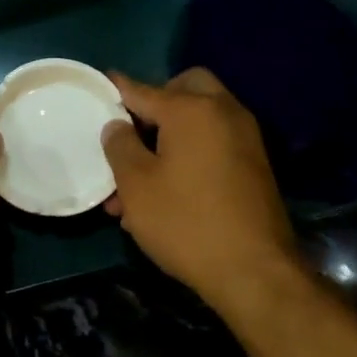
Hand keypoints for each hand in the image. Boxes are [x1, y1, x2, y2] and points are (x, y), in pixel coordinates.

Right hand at [101, 70, 301, 313]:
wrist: (254, 271)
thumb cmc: (185, 222)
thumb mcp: (136, 185)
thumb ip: (120, 146)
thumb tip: (117, 124)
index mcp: (191, 110)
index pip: (143, 90)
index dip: (118, 90)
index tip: (101, 85)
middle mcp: (223, 113)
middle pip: (185, 89)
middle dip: (155, 103)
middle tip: (132, 133)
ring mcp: (244, 138)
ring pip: (199, 121)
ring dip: (168, 137)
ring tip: (135, 183)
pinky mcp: (254, 165)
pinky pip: (214, 144)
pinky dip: (189, 153)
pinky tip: (165, 192)